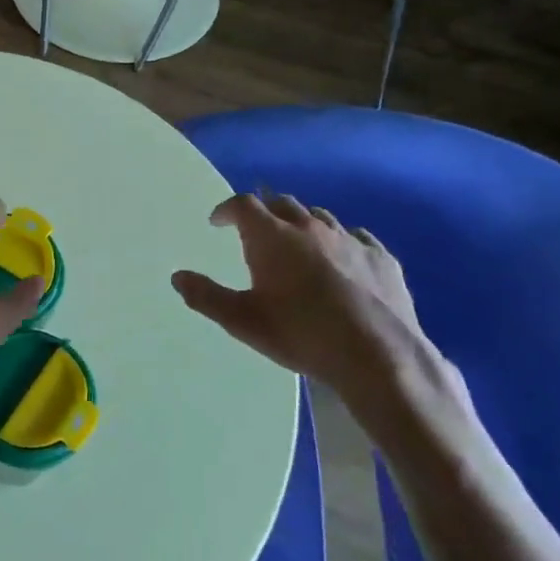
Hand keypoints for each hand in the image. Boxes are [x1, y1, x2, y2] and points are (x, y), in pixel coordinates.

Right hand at [171, 193, 472, 444]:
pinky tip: (342, 259)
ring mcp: (350, 240)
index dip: (227, 210)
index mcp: (272, 237)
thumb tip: (178, 277)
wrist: (379, 357)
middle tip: (255, 233)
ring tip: (296, 245)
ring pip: (319, 217)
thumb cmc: (301, 335)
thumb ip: (206, 296)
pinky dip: (340, 241)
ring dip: (301, 224)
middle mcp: (310, 228)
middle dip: (264, 212)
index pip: (243, 204)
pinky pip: (356, 236)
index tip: (218, 222)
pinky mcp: (382, 258)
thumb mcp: (242, 321)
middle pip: (281, 203)